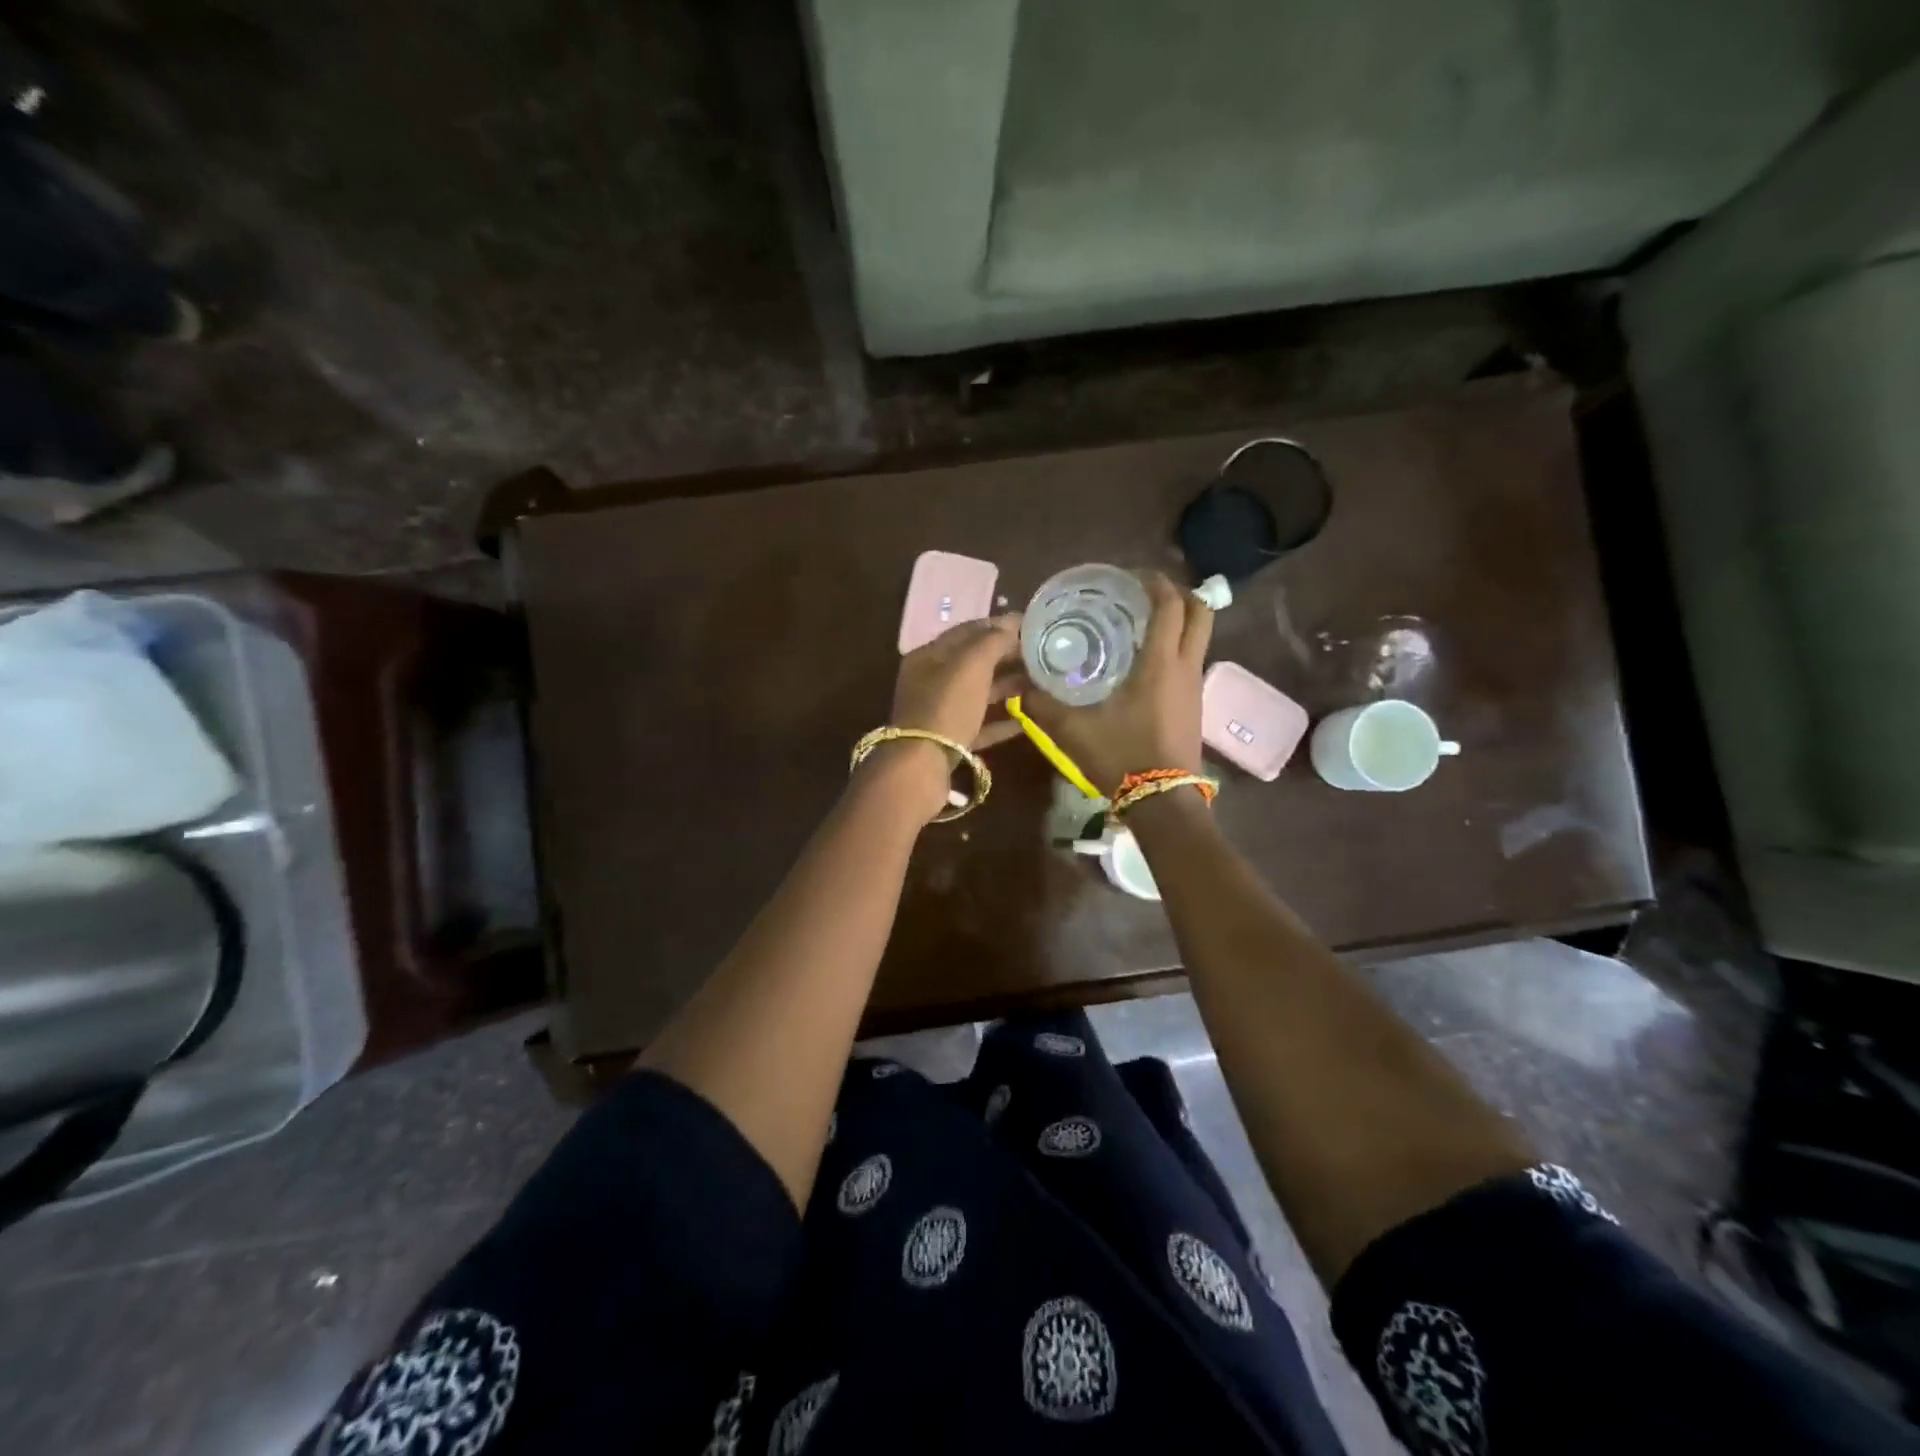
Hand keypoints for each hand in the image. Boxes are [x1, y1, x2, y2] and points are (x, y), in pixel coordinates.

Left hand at [869, 614, 1024, 820]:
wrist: (922, 765)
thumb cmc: (946, 706)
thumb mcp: (971, 665)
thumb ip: (993, 641)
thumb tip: (1012, 623)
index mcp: (929, 656)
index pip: (967, 631)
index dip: (998, 625)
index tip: (1030, 626)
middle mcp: (930, 681)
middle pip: (973, 663)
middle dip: (1006, 656)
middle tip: (1040, 655)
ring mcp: (939, 713)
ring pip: (977, 693)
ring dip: (1006, 687)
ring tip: (1039, 683)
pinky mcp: (949, 742)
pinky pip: (979, 725)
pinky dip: (1001, 721)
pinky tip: (1025, 722)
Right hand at [1023, 573, 1210, 793]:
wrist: (1162, 802)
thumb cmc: (1121, 756)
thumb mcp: (1072, 729)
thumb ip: (1042, 704)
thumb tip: (1019, 686)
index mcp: (1161, 662)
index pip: (1171, 605)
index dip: (1156, 583)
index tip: (1131, 577)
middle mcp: (1186, 667)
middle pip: (1201, 613)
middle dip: (1178, 595)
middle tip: (1144, 596)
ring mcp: (1195, 687)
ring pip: (1199, 638)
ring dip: (1178, 623)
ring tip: (1140, 627)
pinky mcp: (1195, 706)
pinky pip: (1191, 662)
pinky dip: (1175, 649)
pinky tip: (1144, 665)